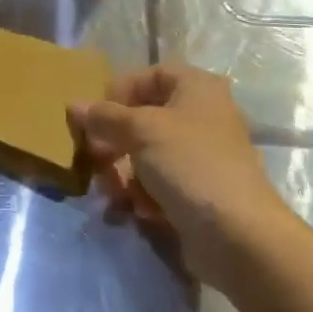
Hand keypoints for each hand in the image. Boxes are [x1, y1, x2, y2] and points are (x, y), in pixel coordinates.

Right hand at [68, 64, 288, 286]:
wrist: (238, 235)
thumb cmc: (190, 164)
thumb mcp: (141, 131)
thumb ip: (105, 117)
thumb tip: (74, 106)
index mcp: (196, 87)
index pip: (148, 76)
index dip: (119, 93)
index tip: (94, 119)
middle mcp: (202, 115)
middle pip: (144, 119)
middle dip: (116, 142)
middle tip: (95, 161)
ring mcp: (202, 156)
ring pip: (148, 155)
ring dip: (126, 175)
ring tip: (117, 195)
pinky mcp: (199, 192)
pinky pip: (160, 184)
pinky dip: (145, 196)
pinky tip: (140, 212)